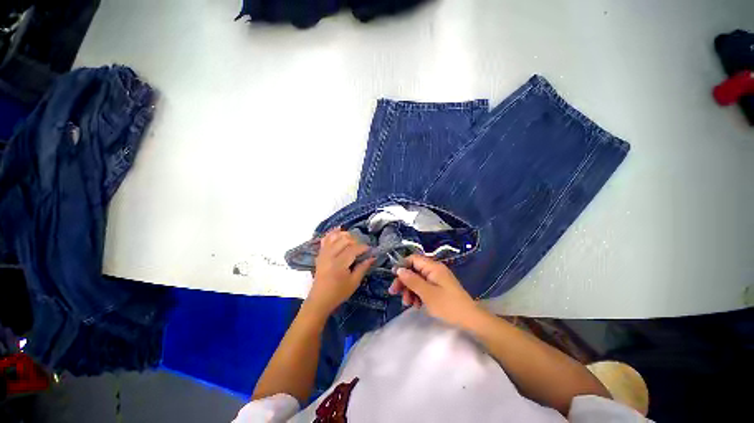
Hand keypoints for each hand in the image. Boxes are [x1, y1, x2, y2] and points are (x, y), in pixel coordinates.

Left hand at [306, 229, 374, 315]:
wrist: (319, 300)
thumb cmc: (338, 293)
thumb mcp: (354, 282)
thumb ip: (363, 267)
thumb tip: (372, 257)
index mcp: (339, 263)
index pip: (353, 249)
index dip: (363, 247)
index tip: (370, 250)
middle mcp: (330, 255)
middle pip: (345, 240)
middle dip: (355, 240)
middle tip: (361, 247)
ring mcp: (323, 253)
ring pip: (335, 237)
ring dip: (345, 235)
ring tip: (352, 240)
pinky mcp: (320, 254)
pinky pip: (326, 239)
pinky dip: (332, 233)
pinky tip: (339, 230)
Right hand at [389, 254, 481, 328]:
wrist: (470, 320)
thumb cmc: (448, 305)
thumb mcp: (427, 293)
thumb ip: (412, 280)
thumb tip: (399, 269)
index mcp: (433, 267)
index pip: (413, 259)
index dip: (402, 266)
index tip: (394, 277)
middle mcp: (434, 270)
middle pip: (414, 270)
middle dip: (404, 281)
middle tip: (394, 293)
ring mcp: (437, 279)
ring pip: (417, 279)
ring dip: (410, 290)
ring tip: (407, 303)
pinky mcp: (438, 288)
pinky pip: (424, 287)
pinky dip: (417, 294)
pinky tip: (416, 305)